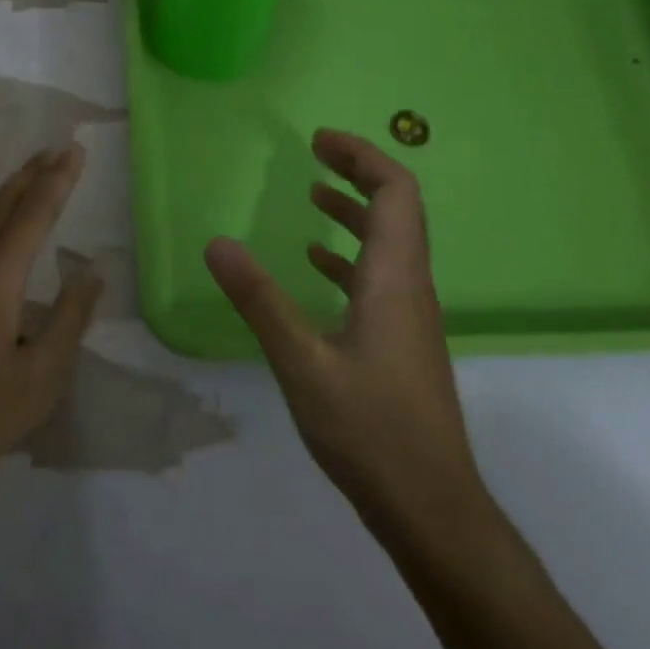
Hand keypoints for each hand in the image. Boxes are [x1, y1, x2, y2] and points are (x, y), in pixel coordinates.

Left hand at [0, 145, 102, 505]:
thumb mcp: (44, 373)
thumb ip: (70, 316)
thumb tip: (91, 270)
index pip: (32, 216)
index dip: (56, 181)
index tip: (75, 150)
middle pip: (0, 207)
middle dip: (30, 174)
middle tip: (57, 148)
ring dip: (9, 194)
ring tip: (35, 176)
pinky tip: (2, 232)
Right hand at [204, 128, 487, 548]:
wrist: (431, 507)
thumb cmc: (370, 431)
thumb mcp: (302, 362)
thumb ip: (260, 300)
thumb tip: (218, 243)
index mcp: (394, 280)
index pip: (396, 193)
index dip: (363, 157)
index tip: (320, 141)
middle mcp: (410, 288)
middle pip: (398, 210)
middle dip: (358, 174)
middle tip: (315, 155)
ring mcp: (410, 318)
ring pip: (390, 245)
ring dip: (355, 213)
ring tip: (313, 197)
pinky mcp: (401, 343)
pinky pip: (379, 279)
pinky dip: (349, 257)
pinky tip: (317, 267)